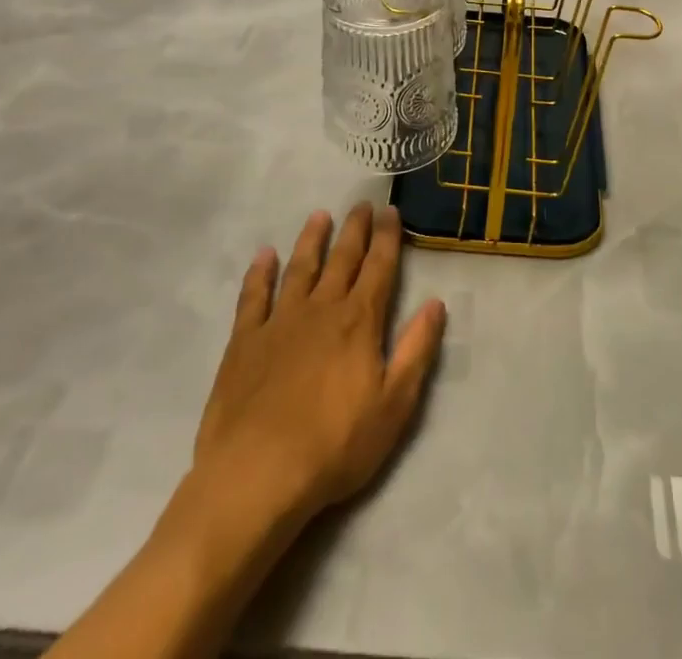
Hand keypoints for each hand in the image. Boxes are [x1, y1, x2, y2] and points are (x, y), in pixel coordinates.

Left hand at [47, 207, 444, 658]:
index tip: (390, 211)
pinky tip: (264, 255)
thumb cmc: (334, 446)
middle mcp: (322, 309)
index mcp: (359, 321)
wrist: (257, 477)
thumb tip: (436, 303)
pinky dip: (259, 273)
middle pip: (342, 259)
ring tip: (320, 215)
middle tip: (361, 204)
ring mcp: (280, 322)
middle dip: (355, 229)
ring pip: (300, 267)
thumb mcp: (394, 405)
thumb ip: (416, 350)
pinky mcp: (244, 341)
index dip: (387, 238)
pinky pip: (253, 296)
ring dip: (312, 240)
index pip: (379, 267)